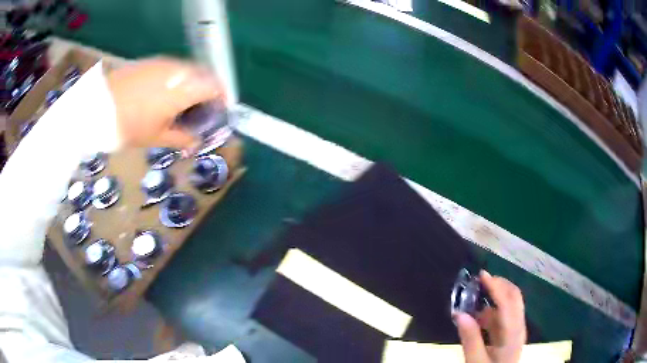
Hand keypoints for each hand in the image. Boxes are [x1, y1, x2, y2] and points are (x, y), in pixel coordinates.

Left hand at [107, 57, 222, 148]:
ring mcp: (164, 64)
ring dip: (193, 82)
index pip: (215, 86)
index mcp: (183, 90)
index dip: (222, 97)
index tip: (221, 108)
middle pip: (203, 75)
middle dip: (208, 89)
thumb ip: (181, 139)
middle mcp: (178, 71)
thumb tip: (195, 143)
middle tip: (203, 106)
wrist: (99, 106)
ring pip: (188, 69)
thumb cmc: (130, 126)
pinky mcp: (152, 61)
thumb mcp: (156, 138)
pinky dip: (177, 78)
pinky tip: (166, 91)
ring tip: (184, 99)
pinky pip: (173, 67)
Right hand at [456, 270, 525, 362]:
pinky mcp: (511, 333)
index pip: (507, 303)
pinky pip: (504, 315)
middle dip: (499, 285)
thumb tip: (460, 313)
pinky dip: (493, 309)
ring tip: (475, 298)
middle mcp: (518, 326)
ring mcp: (516, 329)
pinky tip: (479, 316)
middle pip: (515, 297)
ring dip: (495, 296)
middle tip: (480, 280)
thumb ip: (470, 339)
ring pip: (510, 304)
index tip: (481, 275)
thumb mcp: (476, 361)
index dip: (496, 286)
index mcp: (512, 333)